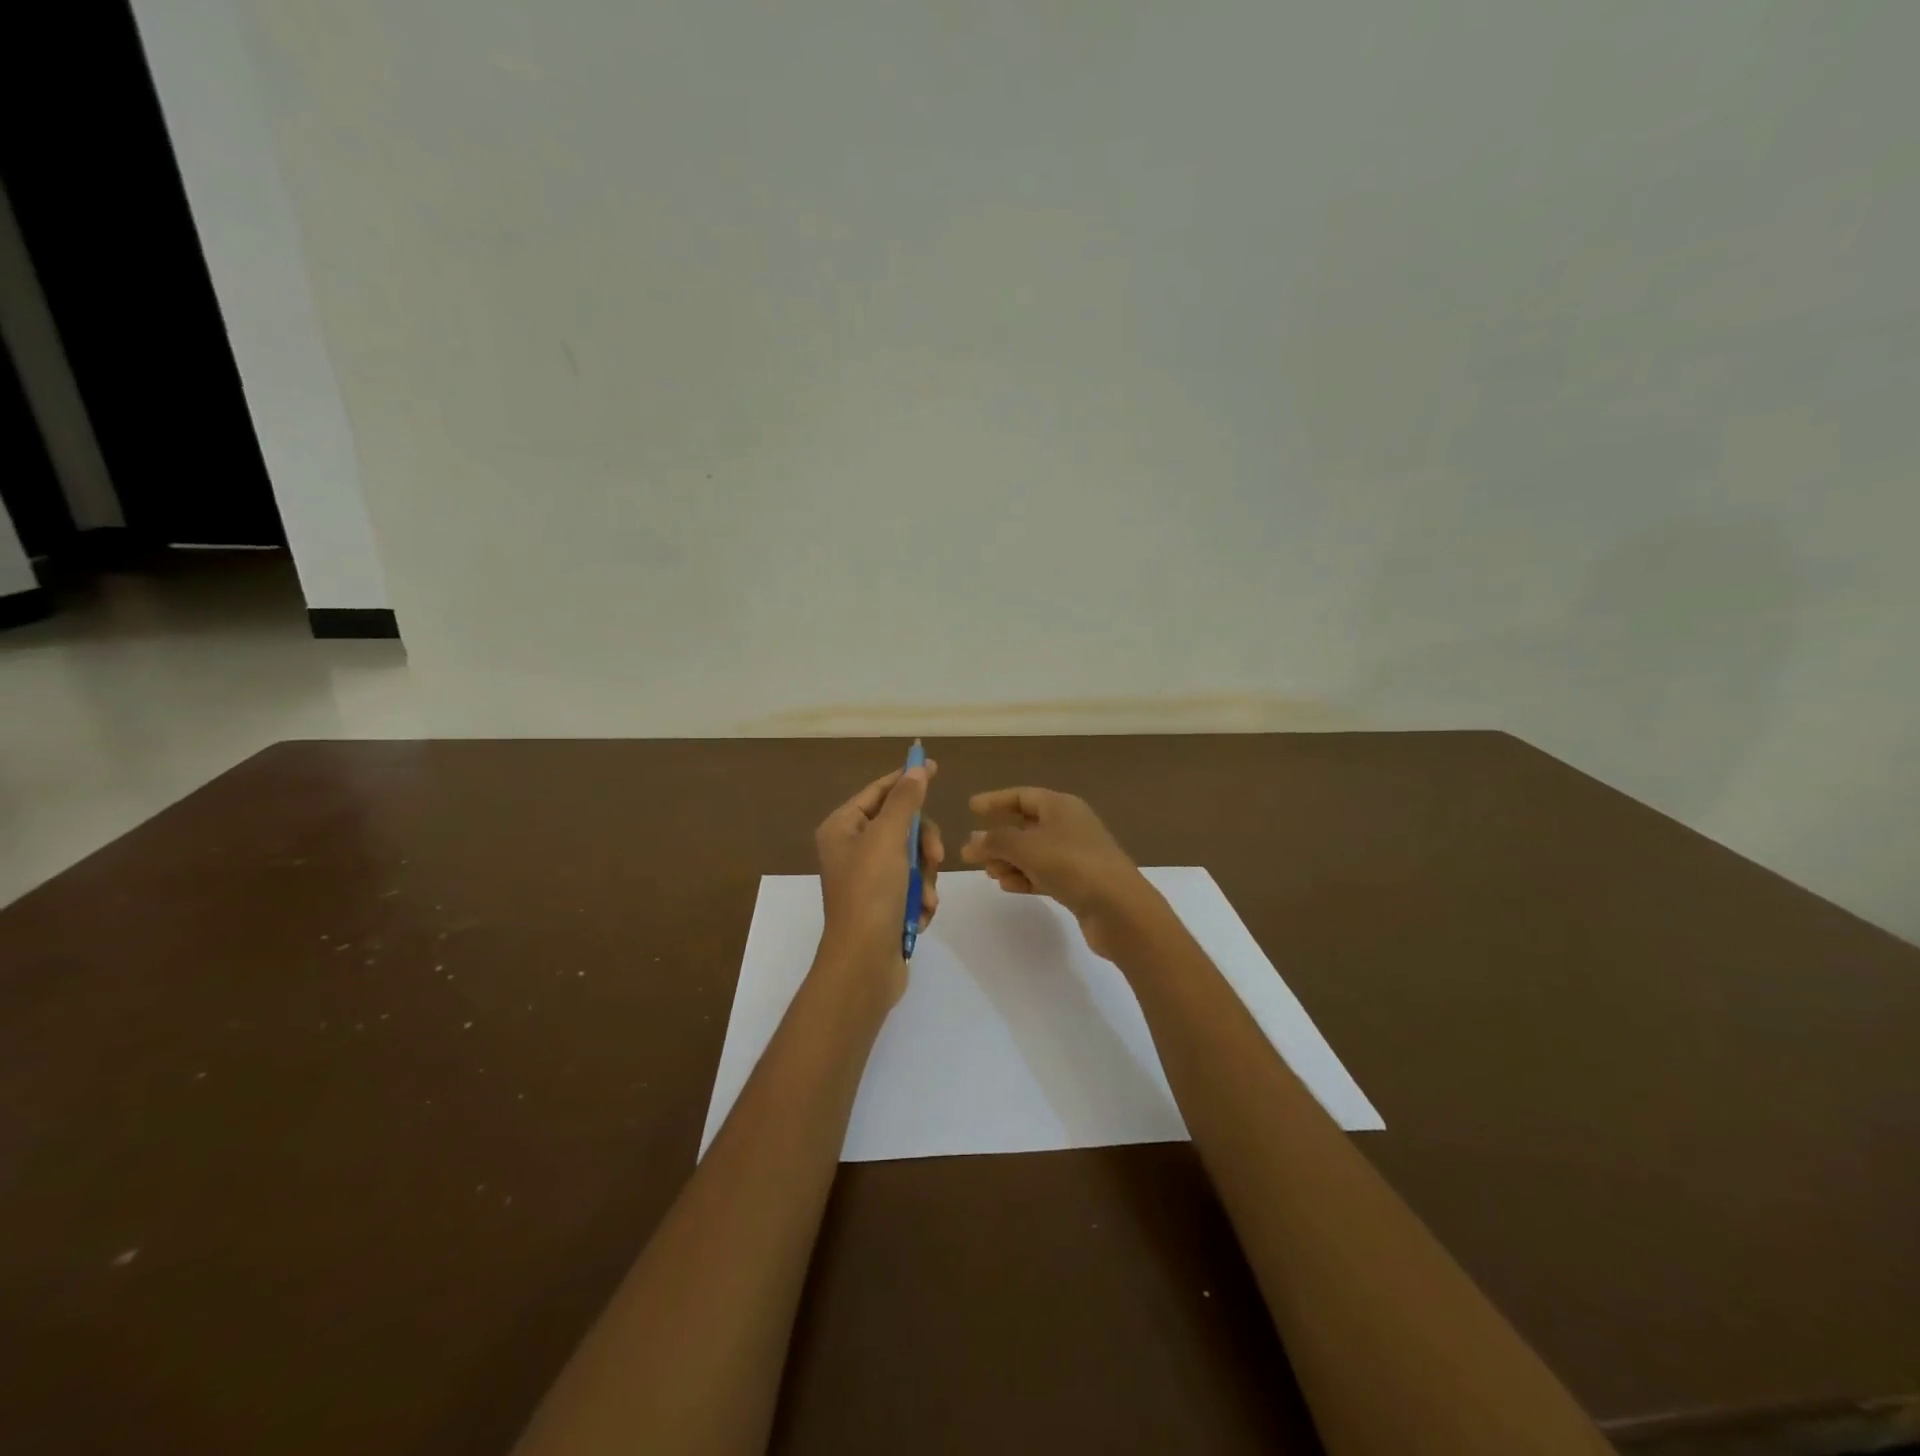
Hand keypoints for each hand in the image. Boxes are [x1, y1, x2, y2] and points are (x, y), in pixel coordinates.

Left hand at [813, 759, 942, 1003]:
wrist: (864, 963)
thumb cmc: (871, 893)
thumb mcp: (889, 839)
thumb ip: (905, 801)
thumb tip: (916, 770)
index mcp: (842, 828)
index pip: (878, 791)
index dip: (905, 779)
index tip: (934, 767)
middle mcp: (851, 849)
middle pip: (901, 826)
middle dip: (922, 844)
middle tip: (935, 858)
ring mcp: (867, 878)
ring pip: (912, 858)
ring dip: (924, 877)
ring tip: (924, 898)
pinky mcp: (882, 904)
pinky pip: (912, 885)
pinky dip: (920, 897)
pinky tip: (919, 914)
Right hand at [961, 787, 1150, 959]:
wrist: (1120, 909)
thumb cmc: (1072, 865)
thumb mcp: (1027, 848)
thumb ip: (996, 841)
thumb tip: (973, 840)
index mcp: (1061, 806)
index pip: (1022, 796)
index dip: (995, 800)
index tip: (971, 807)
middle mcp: (1070, 825)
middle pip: (1026, 825)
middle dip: (998, 838)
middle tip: (970, 852)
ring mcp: (1076, 855)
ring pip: (1034, 852)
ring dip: (1009, 860)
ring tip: (989, 873)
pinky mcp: (1079, 882)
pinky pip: (1044, 873)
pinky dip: (1025, 877)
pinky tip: (1008, 886)